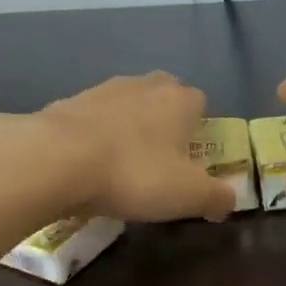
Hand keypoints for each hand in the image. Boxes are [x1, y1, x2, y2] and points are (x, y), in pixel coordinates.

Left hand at [36, 72, 235, 222]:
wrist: (56, 160)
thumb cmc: (134, 174)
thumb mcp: (188, 195)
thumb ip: (217, 197)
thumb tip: (229, 200)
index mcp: (179, 100)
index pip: (200, 102)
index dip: (199, 129)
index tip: (191, 158)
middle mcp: (144, 85)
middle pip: (163, 96)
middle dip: (164, 121)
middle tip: (159, 158)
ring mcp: (102, 90)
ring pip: (126, 105)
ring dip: (128, 127)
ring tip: (122, 164)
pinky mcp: (68, 103)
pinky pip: (93, 119)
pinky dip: (95, 136)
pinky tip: (89, 164)